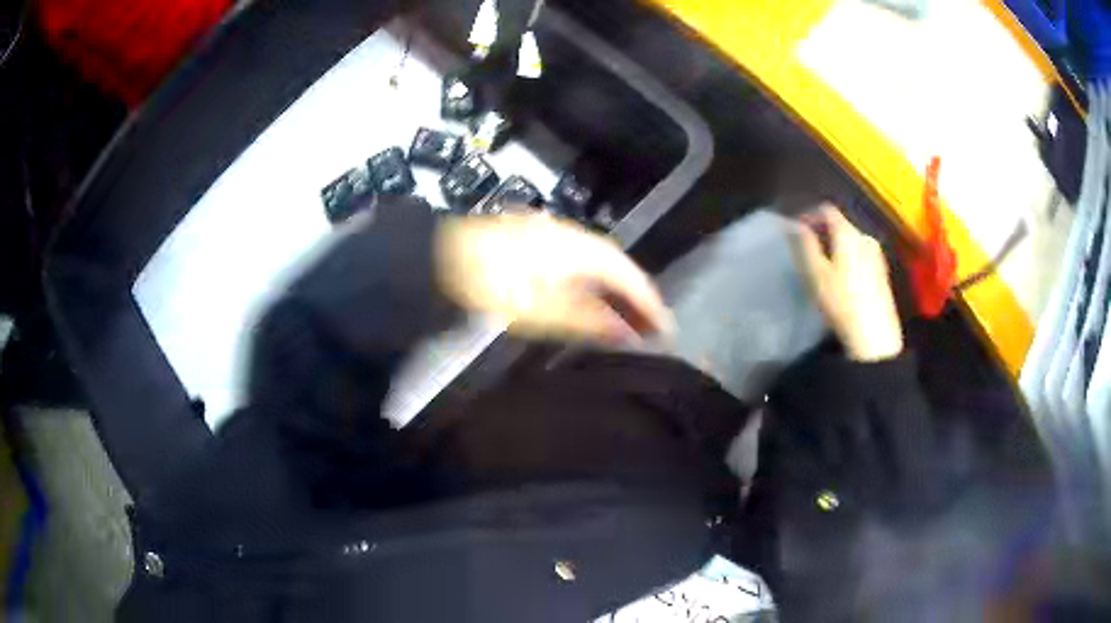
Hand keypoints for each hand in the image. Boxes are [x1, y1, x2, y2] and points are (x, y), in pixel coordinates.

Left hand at [435, 212, 673, 343]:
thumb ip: (592, 322)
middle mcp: (574, 235)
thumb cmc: (496, 286)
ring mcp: (555, 236)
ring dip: (615, 292)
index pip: (629, 274)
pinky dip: (593, 285)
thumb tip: (628, 334)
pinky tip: (593, 303)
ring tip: (628, 321)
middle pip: (618, 267)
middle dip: (637, 298)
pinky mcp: (538, 243)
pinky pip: (580, 264)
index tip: (667, 329)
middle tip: (652, 328)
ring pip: (598, 265)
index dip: (650, 303)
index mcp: (581, 248)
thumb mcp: (545, 312)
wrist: (443, 261)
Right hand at [795, 205, 903, 361]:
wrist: (875, 335)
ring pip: (851, 240)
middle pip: (840, 224)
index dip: (809, 215)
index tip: (796, 230)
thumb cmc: (842, 302)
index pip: (827, 210)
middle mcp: (865, 237)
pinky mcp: (882, 272)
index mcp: (848, 233)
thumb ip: (805, 244)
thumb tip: (793, 223)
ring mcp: (877, 254)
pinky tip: (841, 278)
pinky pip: (860, 254)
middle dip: (822, 232)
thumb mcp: (816, 273)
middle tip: (806, 250)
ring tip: (823, 265)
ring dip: (835, 246)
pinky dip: (847, 257)